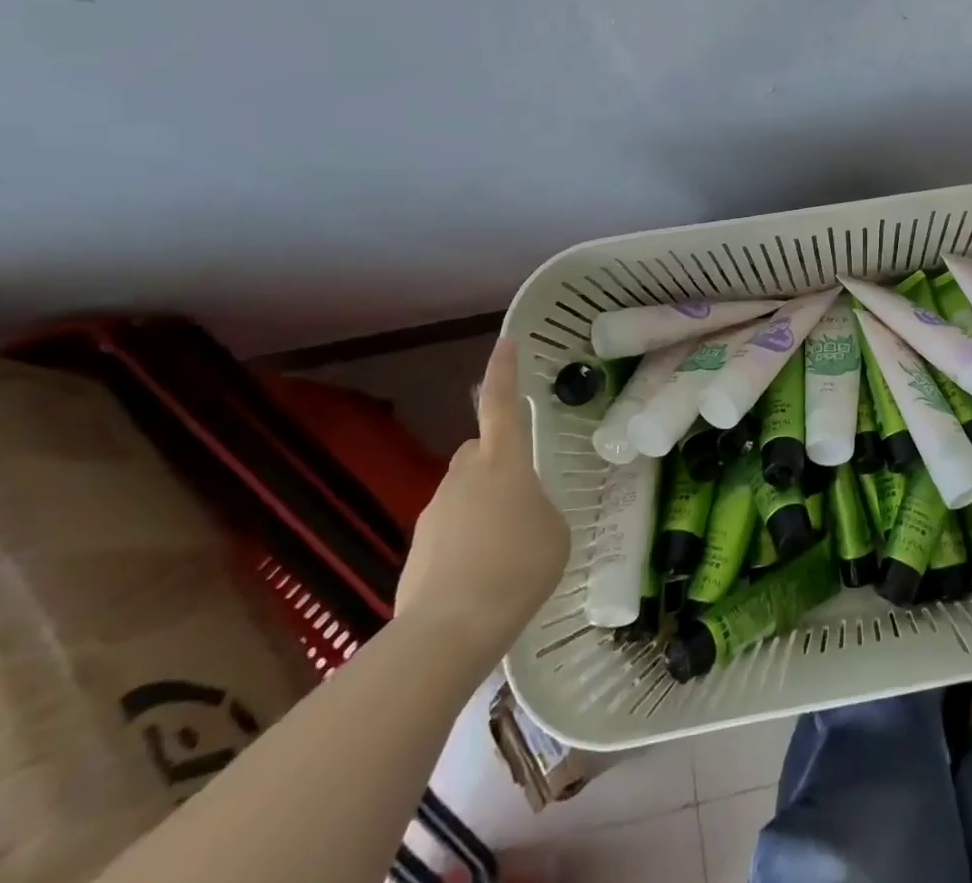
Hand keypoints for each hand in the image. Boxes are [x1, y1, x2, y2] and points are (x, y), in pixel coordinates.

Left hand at [396, 338, 569, 658]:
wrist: (451, 630)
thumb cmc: (519, 566)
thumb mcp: (554, 530)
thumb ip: (539, 508)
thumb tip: (521, 513)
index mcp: (502, 462)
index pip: (502, 403)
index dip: (504, 371)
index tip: (506, 341)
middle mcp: (463, 477)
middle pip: (478, 452)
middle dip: (495, 461)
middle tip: (520, 494)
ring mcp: (434, 513)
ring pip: (463, 494)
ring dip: (483, 508)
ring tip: (506, 552)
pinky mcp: (416, 551)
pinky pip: (449, 532)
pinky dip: (466, 544)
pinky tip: (483, 578)